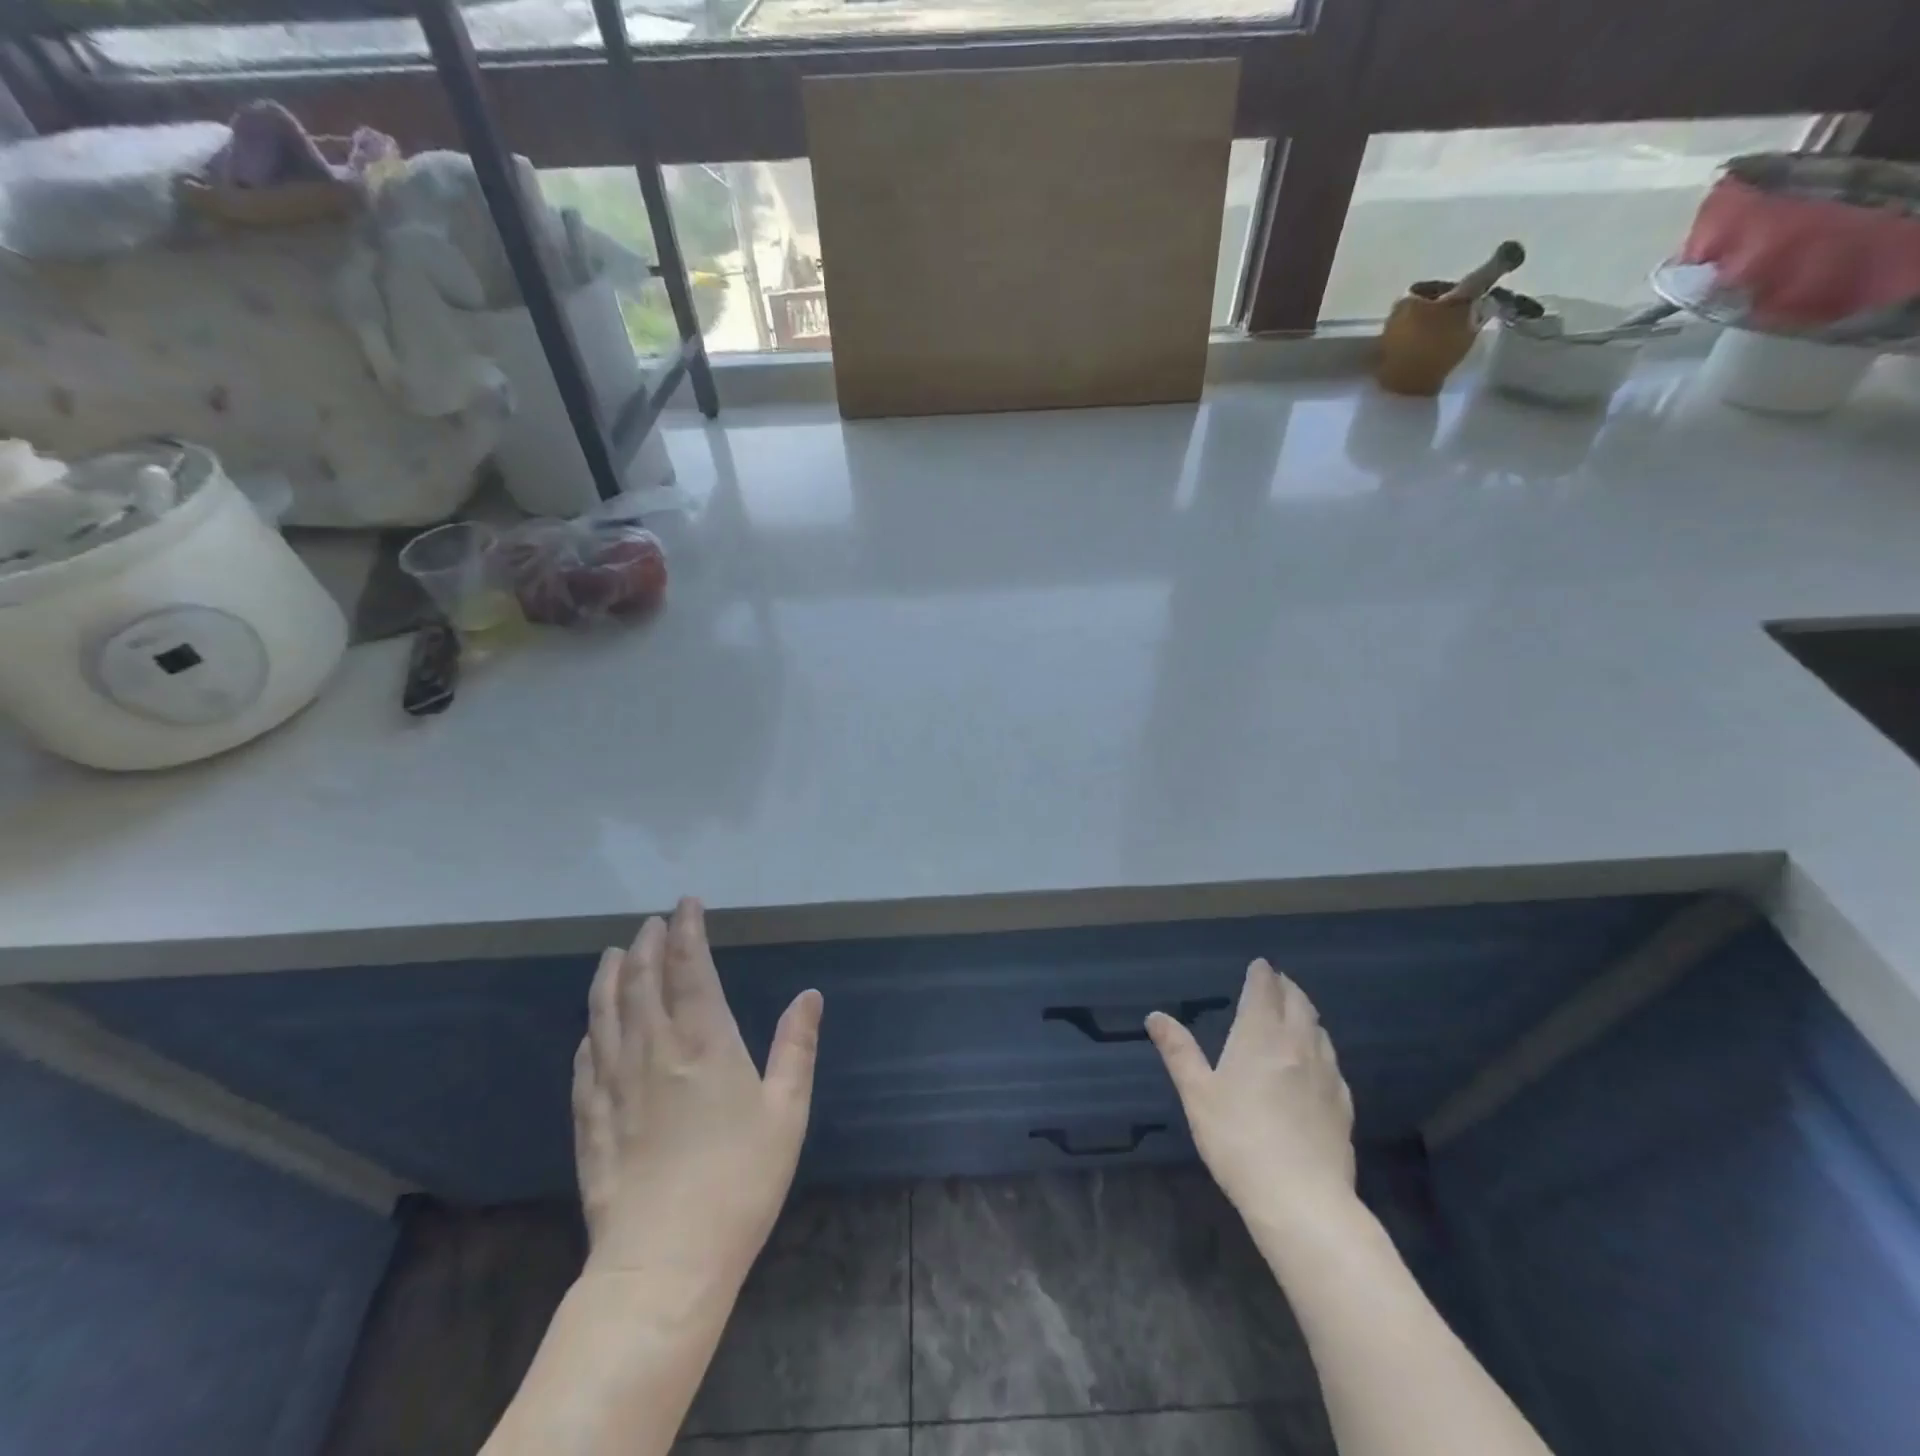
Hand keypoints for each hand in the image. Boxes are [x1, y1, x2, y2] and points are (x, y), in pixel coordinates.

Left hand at [573, 897, 822, 1289]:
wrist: (664, 1263)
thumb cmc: (739, 1182)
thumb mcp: (786, 1112)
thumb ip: (796, 1047)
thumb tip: (809, 995)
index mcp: (704, 1043)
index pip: (690, 969)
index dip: (688, 931)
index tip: (687, 904)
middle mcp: (653, 1050)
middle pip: (642, 982)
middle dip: (649, 945)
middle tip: (653, 923)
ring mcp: (615, 1084)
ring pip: (605, 1013)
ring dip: (611, 977)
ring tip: (616, 953)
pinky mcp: (591, 1119)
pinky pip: (586, 1062)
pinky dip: (590, 1033)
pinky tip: (591, 1030)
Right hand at [1148, 960, 1356, 1228]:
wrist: (1302, 1200)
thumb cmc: (1238, 1140)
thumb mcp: (1197, 1094)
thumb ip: (1178, 1051)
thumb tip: (1155, 1016)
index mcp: (1260, 1036)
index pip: (1264, 990)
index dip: (1261, 974)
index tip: (1259, 965)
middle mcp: (1297, 1045)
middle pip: (1298, 1003)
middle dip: (1287, 988)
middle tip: (1277, 982)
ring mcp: (1326, 1075)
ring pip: (1319, 1030)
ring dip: (1306, 1014)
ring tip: (1295, 1015)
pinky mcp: (1343, 1104)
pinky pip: (1332, 1061)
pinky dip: (1320, 1047)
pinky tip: (1314, 1063)